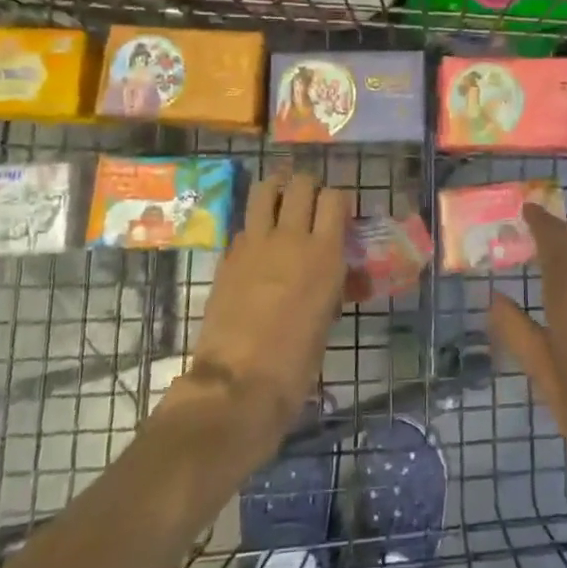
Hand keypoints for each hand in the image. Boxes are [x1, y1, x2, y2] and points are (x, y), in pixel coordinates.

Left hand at [179, 171, 348, 442]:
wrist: (238, 383)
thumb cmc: (296, 362)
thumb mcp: (327, 318)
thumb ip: (333, 284)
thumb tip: (339, 274)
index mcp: (324, 253)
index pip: (335, 197)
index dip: (337, 201)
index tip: (338, 215)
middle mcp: (291, 237)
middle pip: (301, 184)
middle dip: (308, 187)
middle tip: (310, 205)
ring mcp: (254, 243)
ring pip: (266, 189)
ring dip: (277, 190)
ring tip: (281, 203)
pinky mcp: (228, 256)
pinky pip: (245, 224)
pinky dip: (255, 226)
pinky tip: (258, 245)